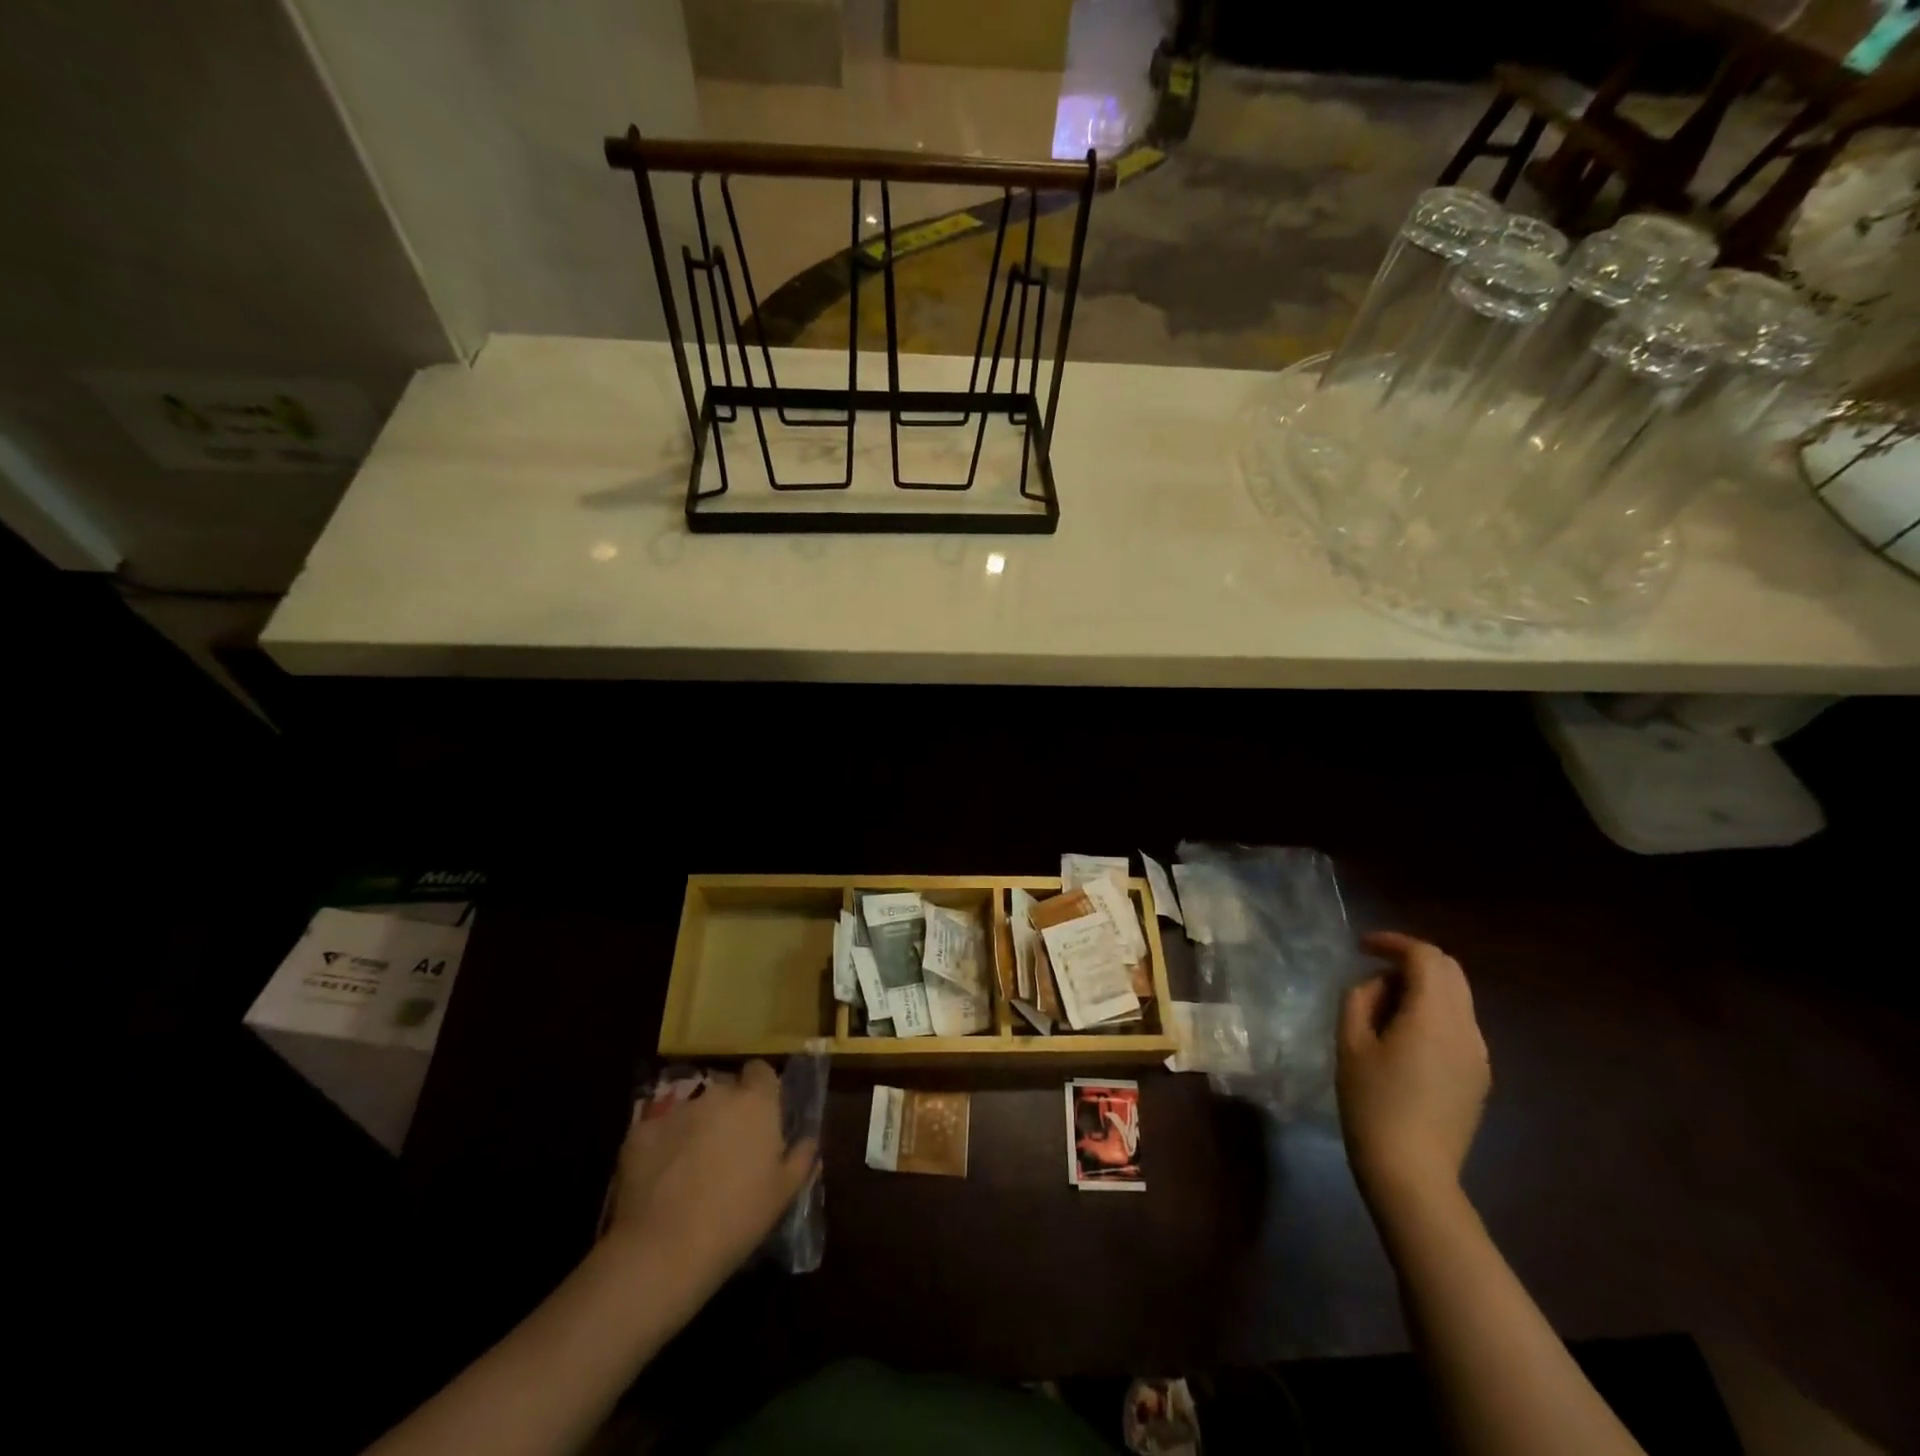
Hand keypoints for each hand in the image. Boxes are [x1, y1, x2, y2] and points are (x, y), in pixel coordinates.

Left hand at [606, 1060, 816, 1290]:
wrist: (665, 1250)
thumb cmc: (737, 1218)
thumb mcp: (784, 1194)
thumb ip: (801, 1158)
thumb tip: (808, 1140)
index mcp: (756, 1102)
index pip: (761, 1071)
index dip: (760, 1089)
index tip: (760, 1116)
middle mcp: (717, 1094)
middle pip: (725, 1091)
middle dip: (727, 1112)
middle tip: (727, 1150)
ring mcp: (676, 1110)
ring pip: (691, 1110)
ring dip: (694, 1128)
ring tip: (690, 1169)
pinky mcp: (640, 1130)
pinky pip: (657, 1131)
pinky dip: (661, 1148)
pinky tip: (660, 1181)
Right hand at [1337, 932, 1489, 1211]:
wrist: (1411, 1172)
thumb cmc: (1371, 1103)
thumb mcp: (1350, 1042)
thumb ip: (1361, 998)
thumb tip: (1379, 984)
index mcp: (1434, 1017)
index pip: (1425, 956)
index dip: (1393, 942)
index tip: (1362, 946)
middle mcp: (1466, 1029)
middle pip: (1450, 970)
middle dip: (1412, 960)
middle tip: (1374, 970)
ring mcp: (1478, 1054)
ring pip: (1457, 997)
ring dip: (1423, 986)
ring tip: (1383, 1005)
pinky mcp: (1478, 1075)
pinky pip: (1458, 1024)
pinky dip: (1433, 1011)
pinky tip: (1403, 1035)